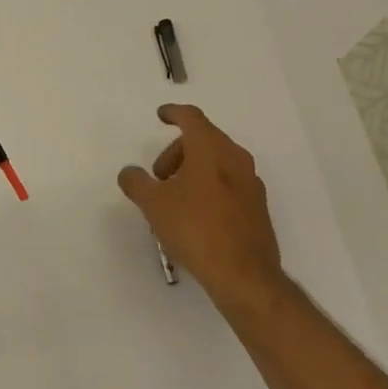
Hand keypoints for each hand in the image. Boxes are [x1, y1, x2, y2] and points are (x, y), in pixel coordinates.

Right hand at [118, 104, 286, 313]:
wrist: (245, 276)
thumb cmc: (195, 229)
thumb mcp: (154, 204)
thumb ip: (136, 182)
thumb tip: (129, 173)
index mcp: (211, 148)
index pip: (191, 117)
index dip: (173, 112)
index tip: (161, 115)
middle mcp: (235, 158)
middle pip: (203, 140)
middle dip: (176, 152)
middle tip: (158, 178)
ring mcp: (251, 183)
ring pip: (217, 162)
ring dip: (193, 171)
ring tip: (174, 200)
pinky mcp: (258, 207)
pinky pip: (229, 184)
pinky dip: (209, 187)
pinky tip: (196, 216)